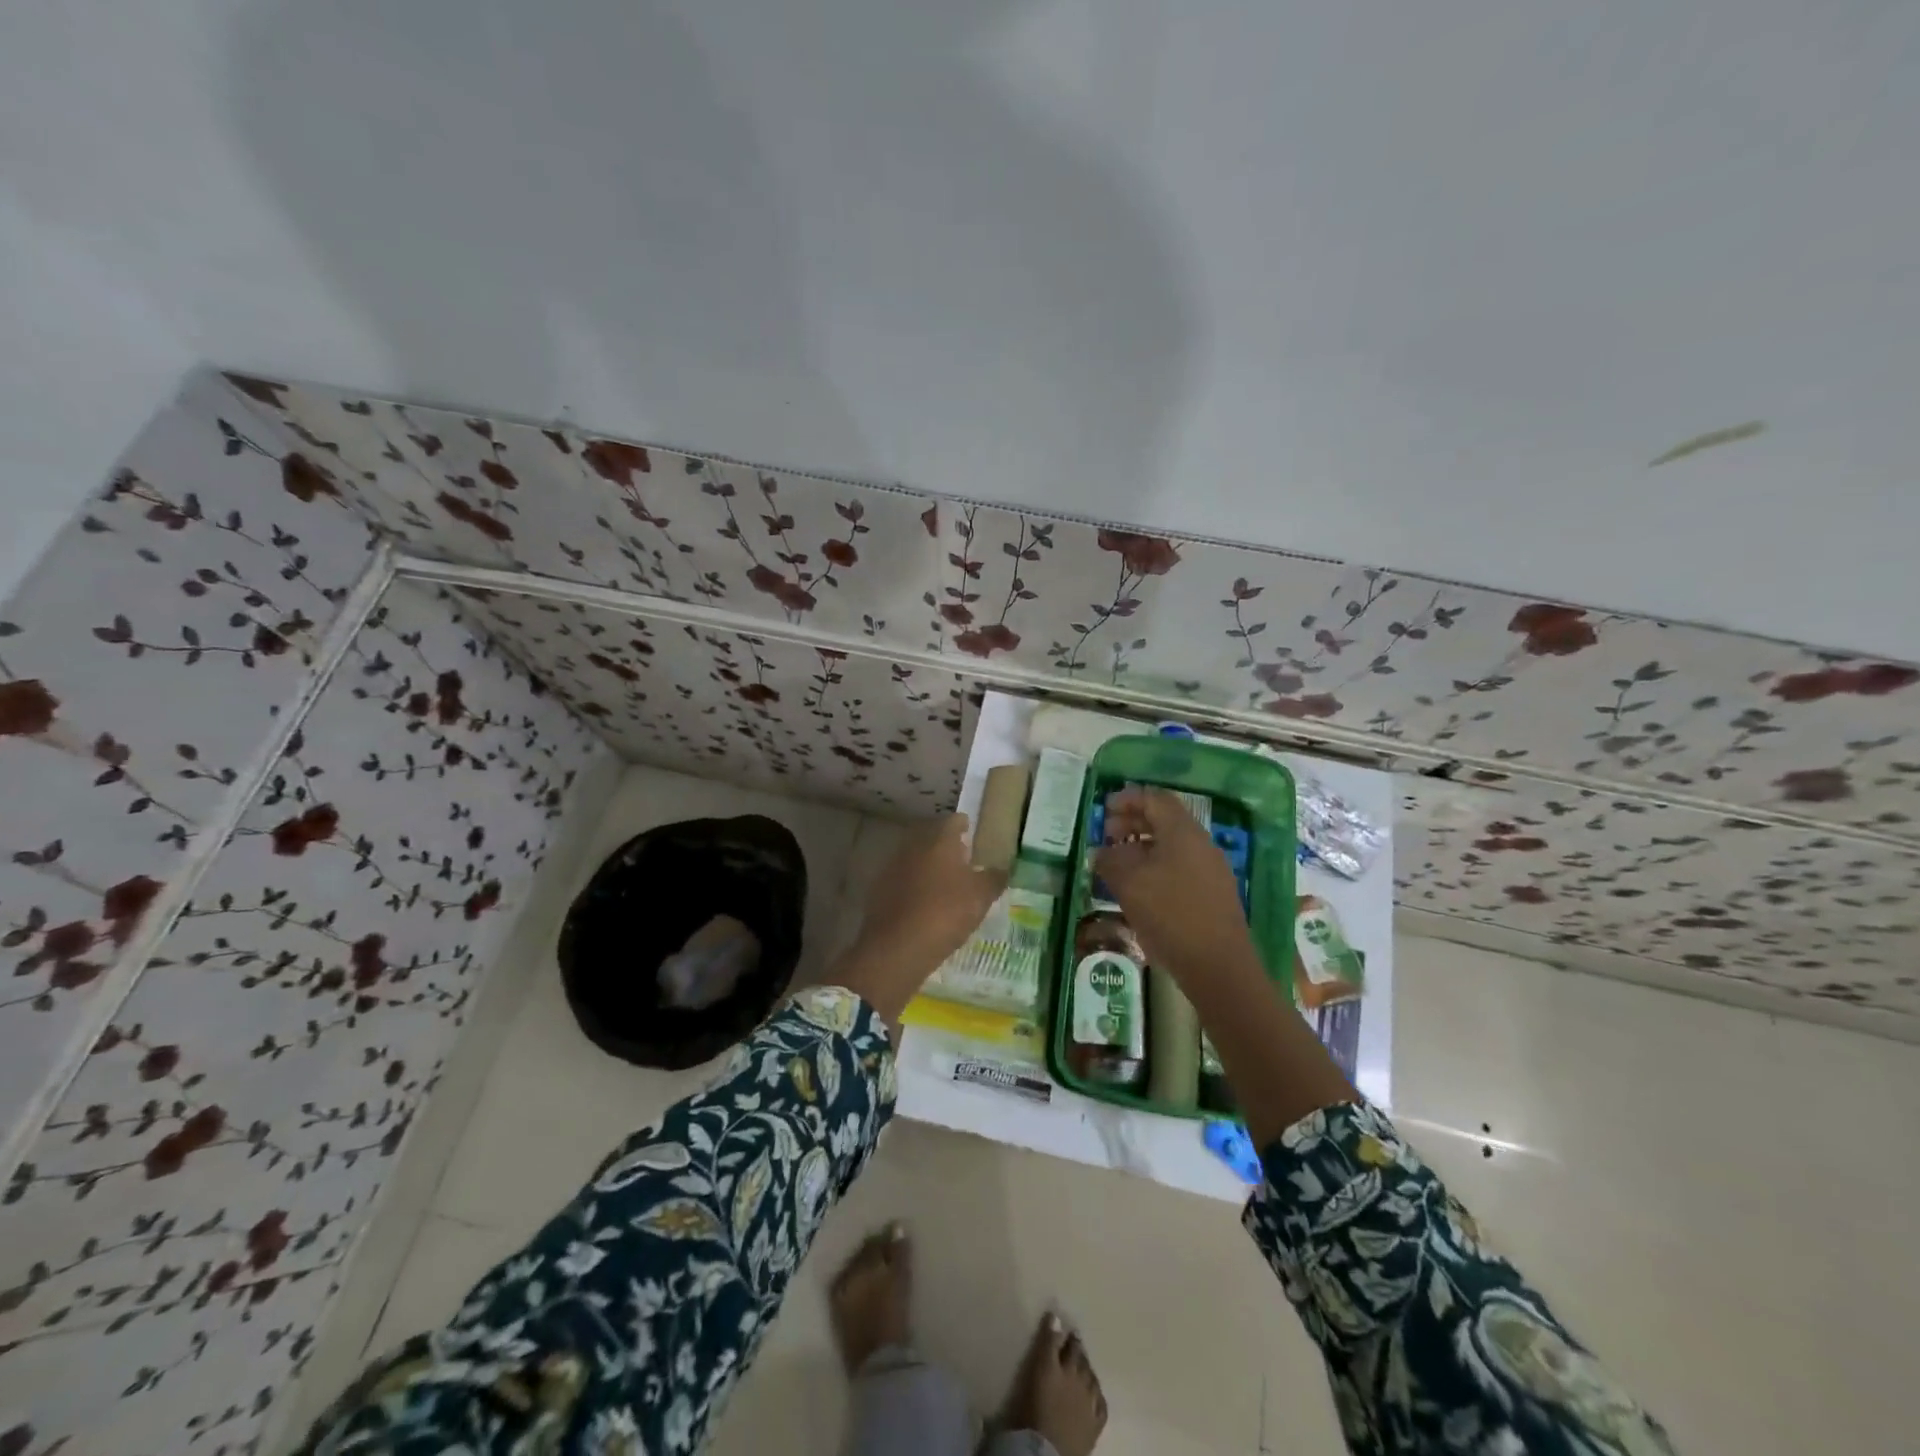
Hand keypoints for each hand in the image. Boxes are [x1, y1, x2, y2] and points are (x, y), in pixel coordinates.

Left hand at [831, 814, 1004, 1023]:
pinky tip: (923, 903)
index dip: (965, 827)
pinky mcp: (879, 889)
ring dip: (928, 866)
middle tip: (961, 860)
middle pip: (931, 837)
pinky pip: (902, 879)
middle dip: (945, 846)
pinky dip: (913, 886)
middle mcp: (913, 845)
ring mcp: (893, 866)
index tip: (973, 836)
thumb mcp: (981, 897)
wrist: (896, 947)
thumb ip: (994, 878)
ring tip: (944, 884)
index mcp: (940, 840)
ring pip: (915, 858)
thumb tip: (1002, 869)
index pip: (954, 821)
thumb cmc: (945, 913)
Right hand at [1094, 788, 1260, 989]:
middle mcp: (1201, 844)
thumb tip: (1101, 852)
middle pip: (1165, 820)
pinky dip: (1157, 867)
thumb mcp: (1129, 884)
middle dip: (1133, 822)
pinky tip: (1140, 889)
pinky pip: (1181, 867)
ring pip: (1173, 846)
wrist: (1219, 966)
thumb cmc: (1170, 914)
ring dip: (1143, 847)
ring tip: (1118, 864)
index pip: (1155, 799)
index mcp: (1183, 832)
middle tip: (1107, 835)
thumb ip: (1110, 861)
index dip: (1128, 799)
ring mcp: (1211, 870)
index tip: (1104, 809)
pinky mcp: (1213, 894)